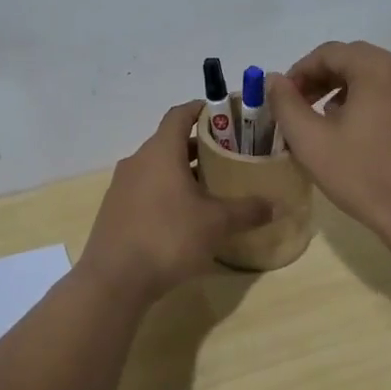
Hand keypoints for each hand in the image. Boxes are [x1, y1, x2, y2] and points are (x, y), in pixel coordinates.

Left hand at [77, 101, 273, 302]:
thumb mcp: (216, 224)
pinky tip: (185, 214)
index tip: (226, 115)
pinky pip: (146, 188)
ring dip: (183, 170)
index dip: (203, 110)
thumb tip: (276, 205)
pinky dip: (167, 190)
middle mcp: (138, 160)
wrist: (114, 279)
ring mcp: (122, 185)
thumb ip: (248, 210)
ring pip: (158, 166)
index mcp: (160, 151)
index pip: (180, 114)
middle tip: (230, 155)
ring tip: (212, 186)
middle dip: (200, 145)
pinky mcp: (115, 209)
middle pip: (170, 141)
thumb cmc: (168, 238)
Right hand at [266, 41, 390, 251]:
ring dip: (355, 91)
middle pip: (359, 61)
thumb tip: (275, 79)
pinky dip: (387, 104)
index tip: (285, 97)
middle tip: (304, 108)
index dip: (301, 71)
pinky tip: (378, 129)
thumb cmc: (365, 177)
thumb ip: (286, 104)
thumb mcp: (311, 142)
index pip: (330, 53)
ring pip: (384, 79)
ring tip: (336, 121)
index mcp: (379, 68)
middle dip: (326, 80)